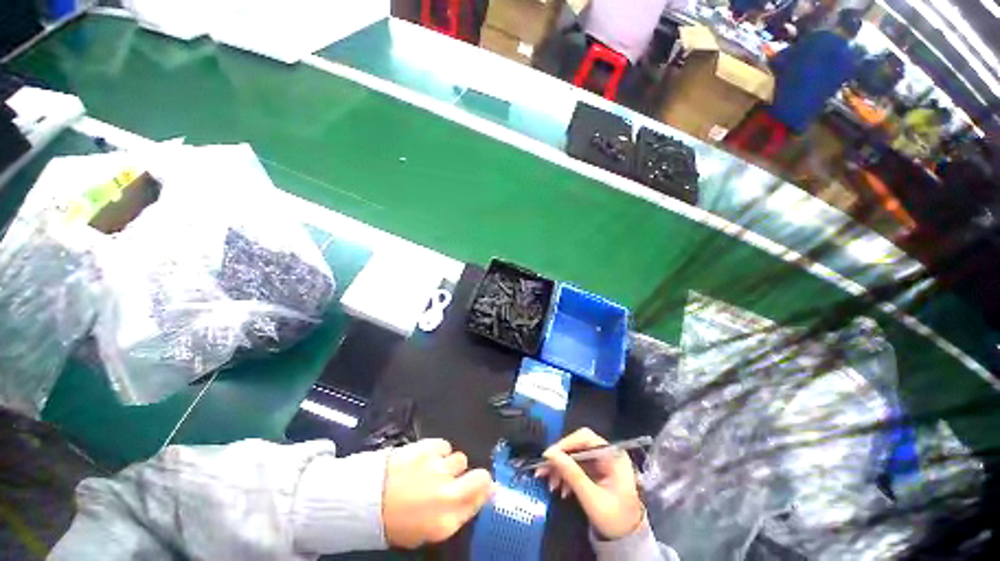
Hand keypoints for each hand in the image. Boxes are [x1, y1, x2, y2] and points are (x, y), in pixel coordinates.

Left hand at [382, 439, 493, 547]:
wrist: (365, 499)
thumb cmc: (395, 521)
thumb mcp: (426, 530)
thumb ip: (455, 514)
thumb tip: (477, 497)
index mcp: (447, 521)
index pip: (480, 501)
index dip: (481, 493)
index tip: (477, 489)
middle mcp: (448, 494)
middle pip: (481, 477)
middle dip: (478, 477)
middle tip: (462, 477)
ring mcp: (439, 468)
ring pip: (460, 459)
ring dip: (449, 464)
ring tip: (433, 469)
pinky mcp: (428, 448)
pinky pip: (444, 446)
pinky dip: (438, 451)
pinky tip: (425, 458)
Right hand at [536, 428, 643, 540]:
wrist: (627, 539)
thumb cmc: (615, 519)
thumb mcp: (592, 499)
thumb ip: (572, 474)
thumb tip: (550, 454)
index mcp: (613, 456)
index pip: (585, 438)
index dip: (565, 444)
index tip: (548, 455)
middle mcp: (607, 453)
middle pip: (578, 445)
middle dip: (560, 458)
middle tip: (543, 469)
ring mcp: (601, 462)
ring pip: (574, 455)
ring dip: (560, 468)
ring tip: (550, 483)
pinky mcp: (595, 470)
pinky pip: (576, 465)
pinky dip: (566, 474)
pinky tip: (560, 488)